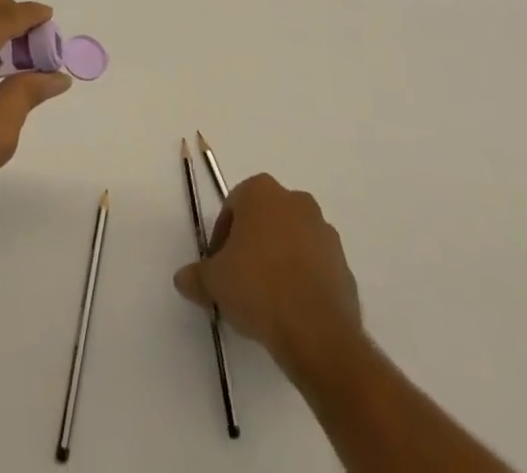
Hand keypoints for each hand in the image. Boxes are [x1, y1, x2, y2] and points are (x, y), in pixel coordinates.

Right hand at [174, 174, 362, 369]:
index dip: (222, 238)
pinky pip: (315, 267)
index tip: (220, 267)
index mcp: (262, 192)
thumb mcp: (214, 282)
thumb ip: (196, 276)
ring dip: (279, 260)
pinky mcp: (345, 265)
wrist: (317, 333)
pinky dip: (303, 280)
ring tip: (268, 299)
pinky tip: (292, 310)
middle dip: (252, 244)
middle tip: (240, 279)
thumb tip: (182, 279)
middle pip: (264, 220)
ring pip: (292, 241)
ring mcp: (325, 232)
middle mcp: (296, 201)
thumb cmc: (258, 288)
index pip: (233, 207)